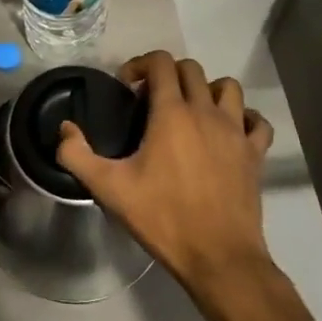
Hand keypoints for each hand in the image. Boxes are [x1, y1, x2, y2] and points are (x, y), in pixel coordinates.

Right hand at [56, 52, 275, 305]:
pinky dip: (245, 118)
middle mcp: (206, 111)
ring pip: (228, 87)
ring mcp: (236, 131)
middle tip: (151, 101)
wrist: (219, 258)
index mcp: (172, 113)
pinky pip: (257, 122)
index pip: (161, 63)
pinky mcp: (255, 154)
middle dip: (168, 75)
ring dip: (207, 90)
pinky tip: (230, 132)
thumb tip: (64, 129)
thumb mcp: (109, 189)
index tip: (127, 87)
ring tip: (191, 110)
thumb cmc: (163, 218)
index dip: (141, 65)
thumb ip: (77, 155)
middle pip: (192, 69)